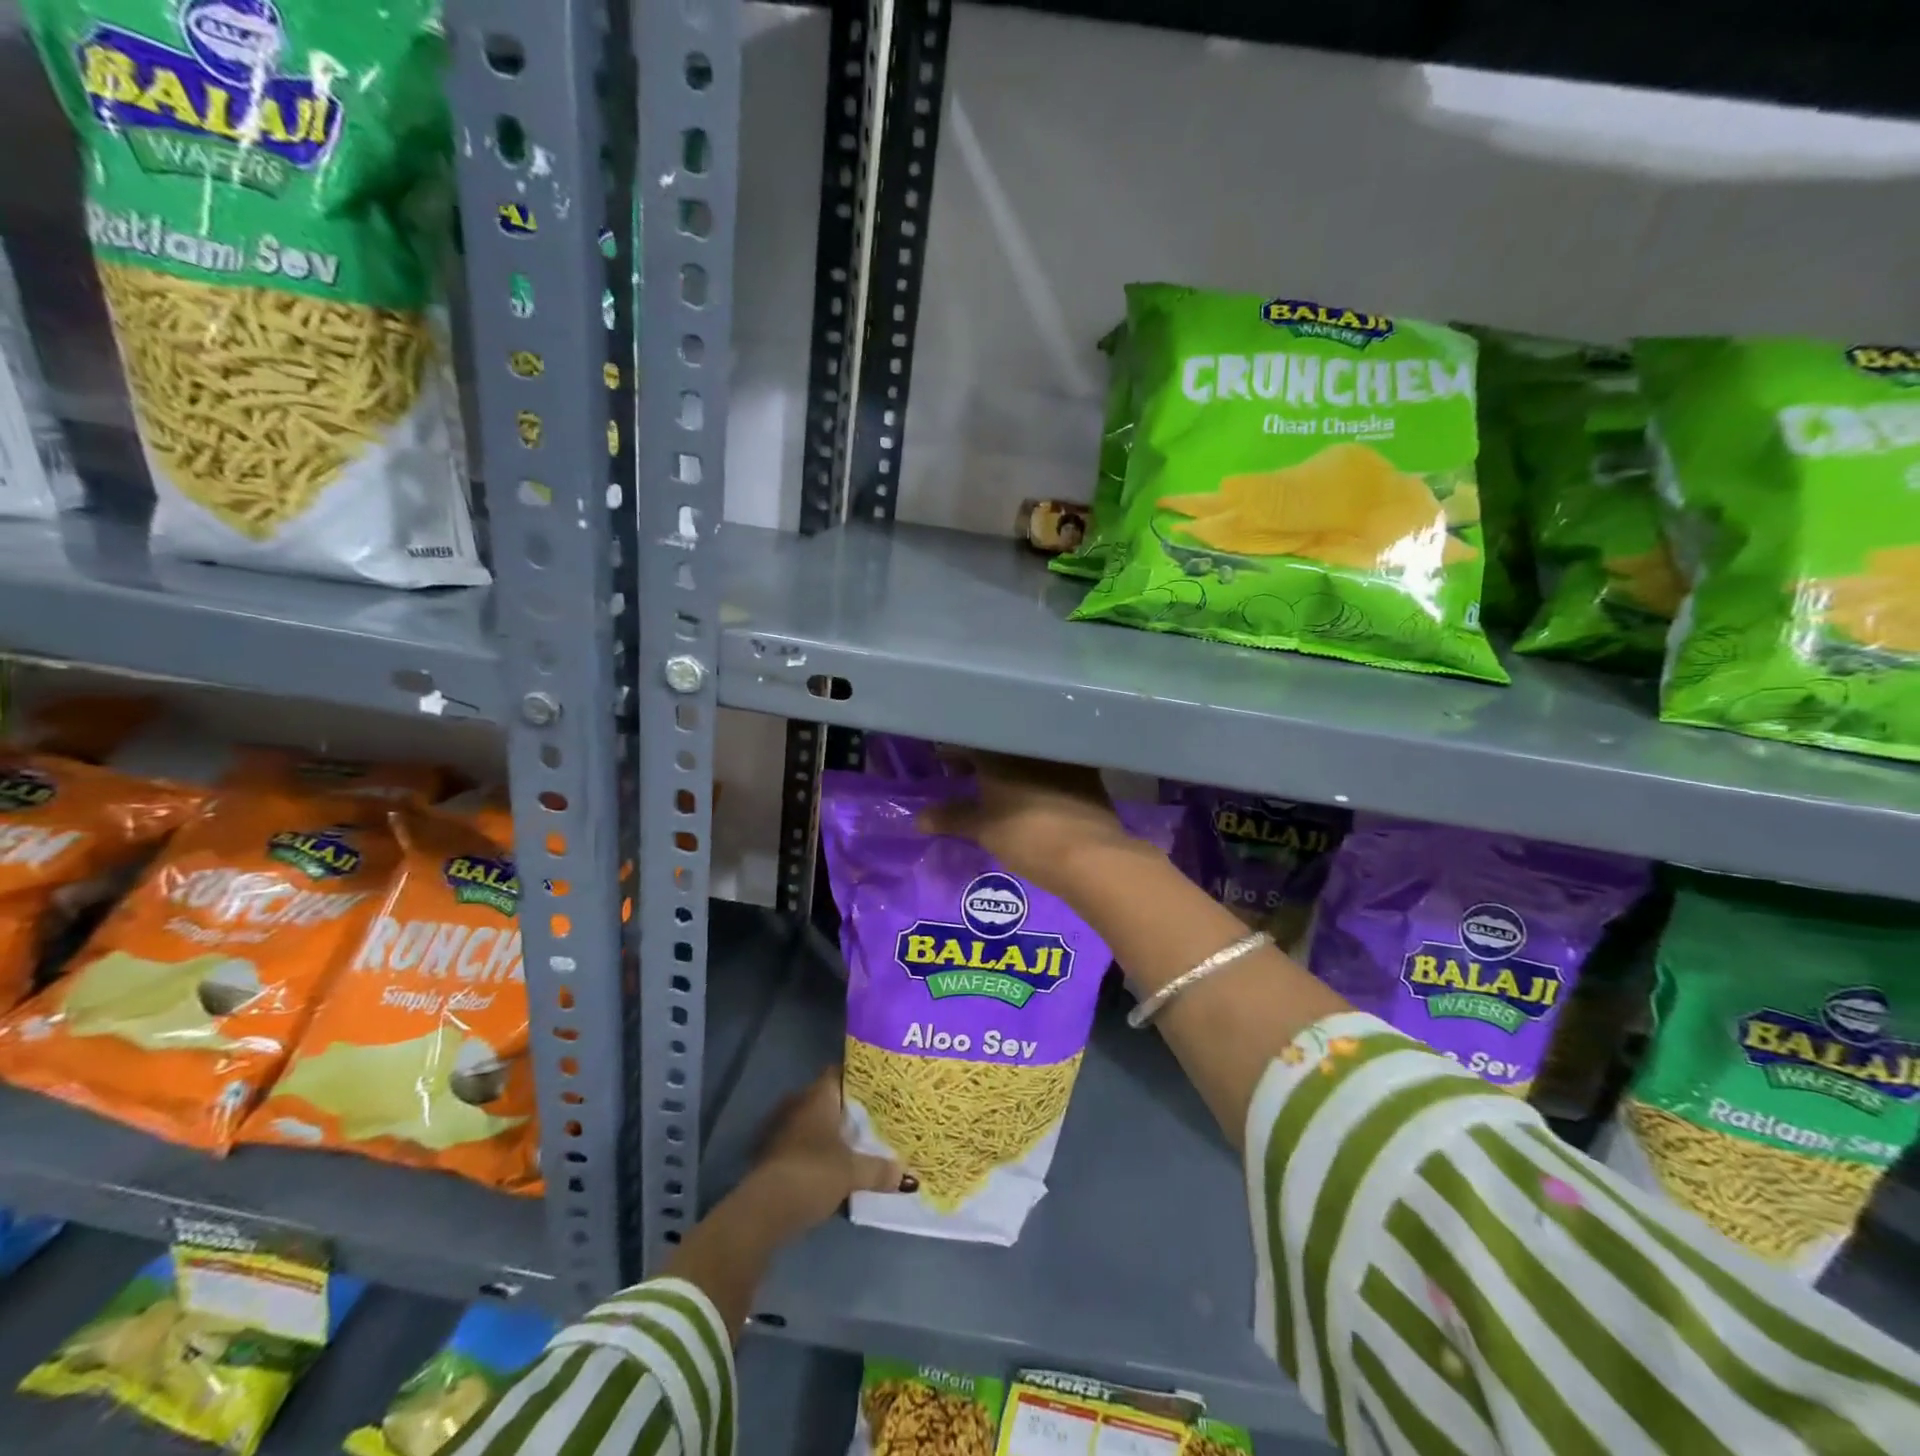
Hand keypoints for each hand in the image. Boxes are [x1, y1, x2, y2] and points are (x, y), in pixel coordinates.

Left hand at [745, 1067, 914, 1237]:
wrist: (764, 1210)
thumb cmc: (812, 1174)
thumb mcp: (853, 1172)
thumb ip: (879, 1170)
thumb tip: (906, 1174)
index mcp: (818, 1097)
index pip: (838, 1074)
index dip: (856, 1078)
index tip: (877, 1087)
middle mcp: (798, 1105)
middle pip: (826, 1100)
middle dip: (846, 1109)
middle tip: (872, 1118)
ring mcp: (782, 1130)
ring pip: (812, 1124)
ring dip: (829, 1133)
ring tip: (856, 1143)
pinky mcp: (773, 1156)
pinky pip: (802, 1145)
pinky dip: (815, 1152)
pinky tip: (831, 1166)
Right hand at [916, 753, 1139, 897]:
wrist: (1090, 855)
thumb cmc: (1027, 836)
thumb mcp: (983, 830)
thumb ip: (951, 818)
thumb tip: (918, 818)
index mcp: (1000, 752)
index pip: (969, 741)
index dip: (953, 753)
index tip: (944, 765)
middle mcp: (1030, 745)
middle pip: (999, 745)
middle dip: (981, 759)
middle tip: (966, 776)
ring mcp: (1062, 757)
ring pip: (1028, 754)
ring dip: (1012, 766)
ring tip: (999, 787)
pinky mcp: (1087, 773)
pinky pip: (1054, 766)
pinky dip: (1039, 775)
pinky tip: (1034, 792)